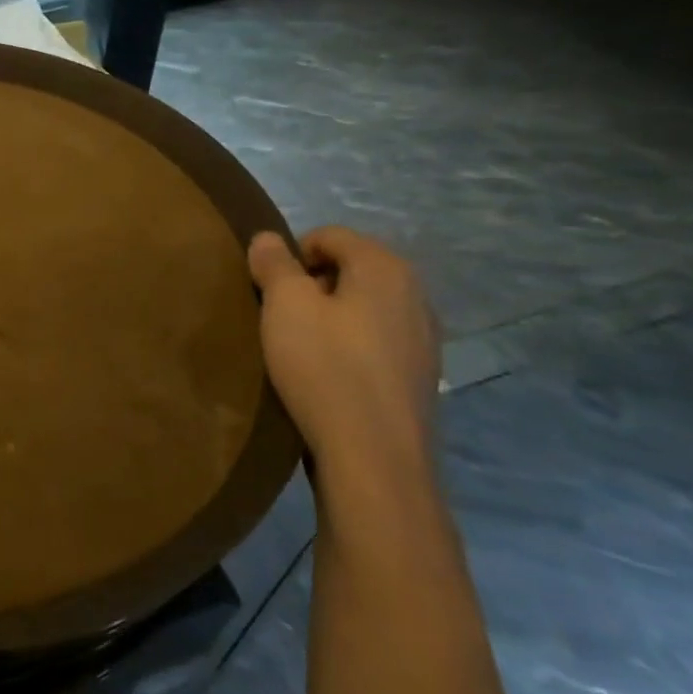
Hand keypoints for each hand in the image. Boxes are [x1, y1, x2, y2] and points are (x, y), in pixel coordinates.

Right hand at [247, 226, 439, 489]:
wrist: (374, 458)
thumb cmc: (325, 366)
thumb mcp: (284, 305)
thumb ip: (274, 264)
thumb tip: (268, 238)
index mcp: (385, 268)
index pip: (329, 235)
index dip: (291, 254)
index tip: (268, 288)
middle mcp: (415, 294)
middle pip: (350, 269)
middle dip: (311, 285)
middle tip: (280, 316)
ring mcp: (424, 339)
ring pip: (364, 307)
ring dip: (330, 317)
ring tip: (300, 347)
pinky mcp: (420, 377)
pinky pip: (376, 342)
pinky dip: (349, 346)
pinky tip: (328, 374)